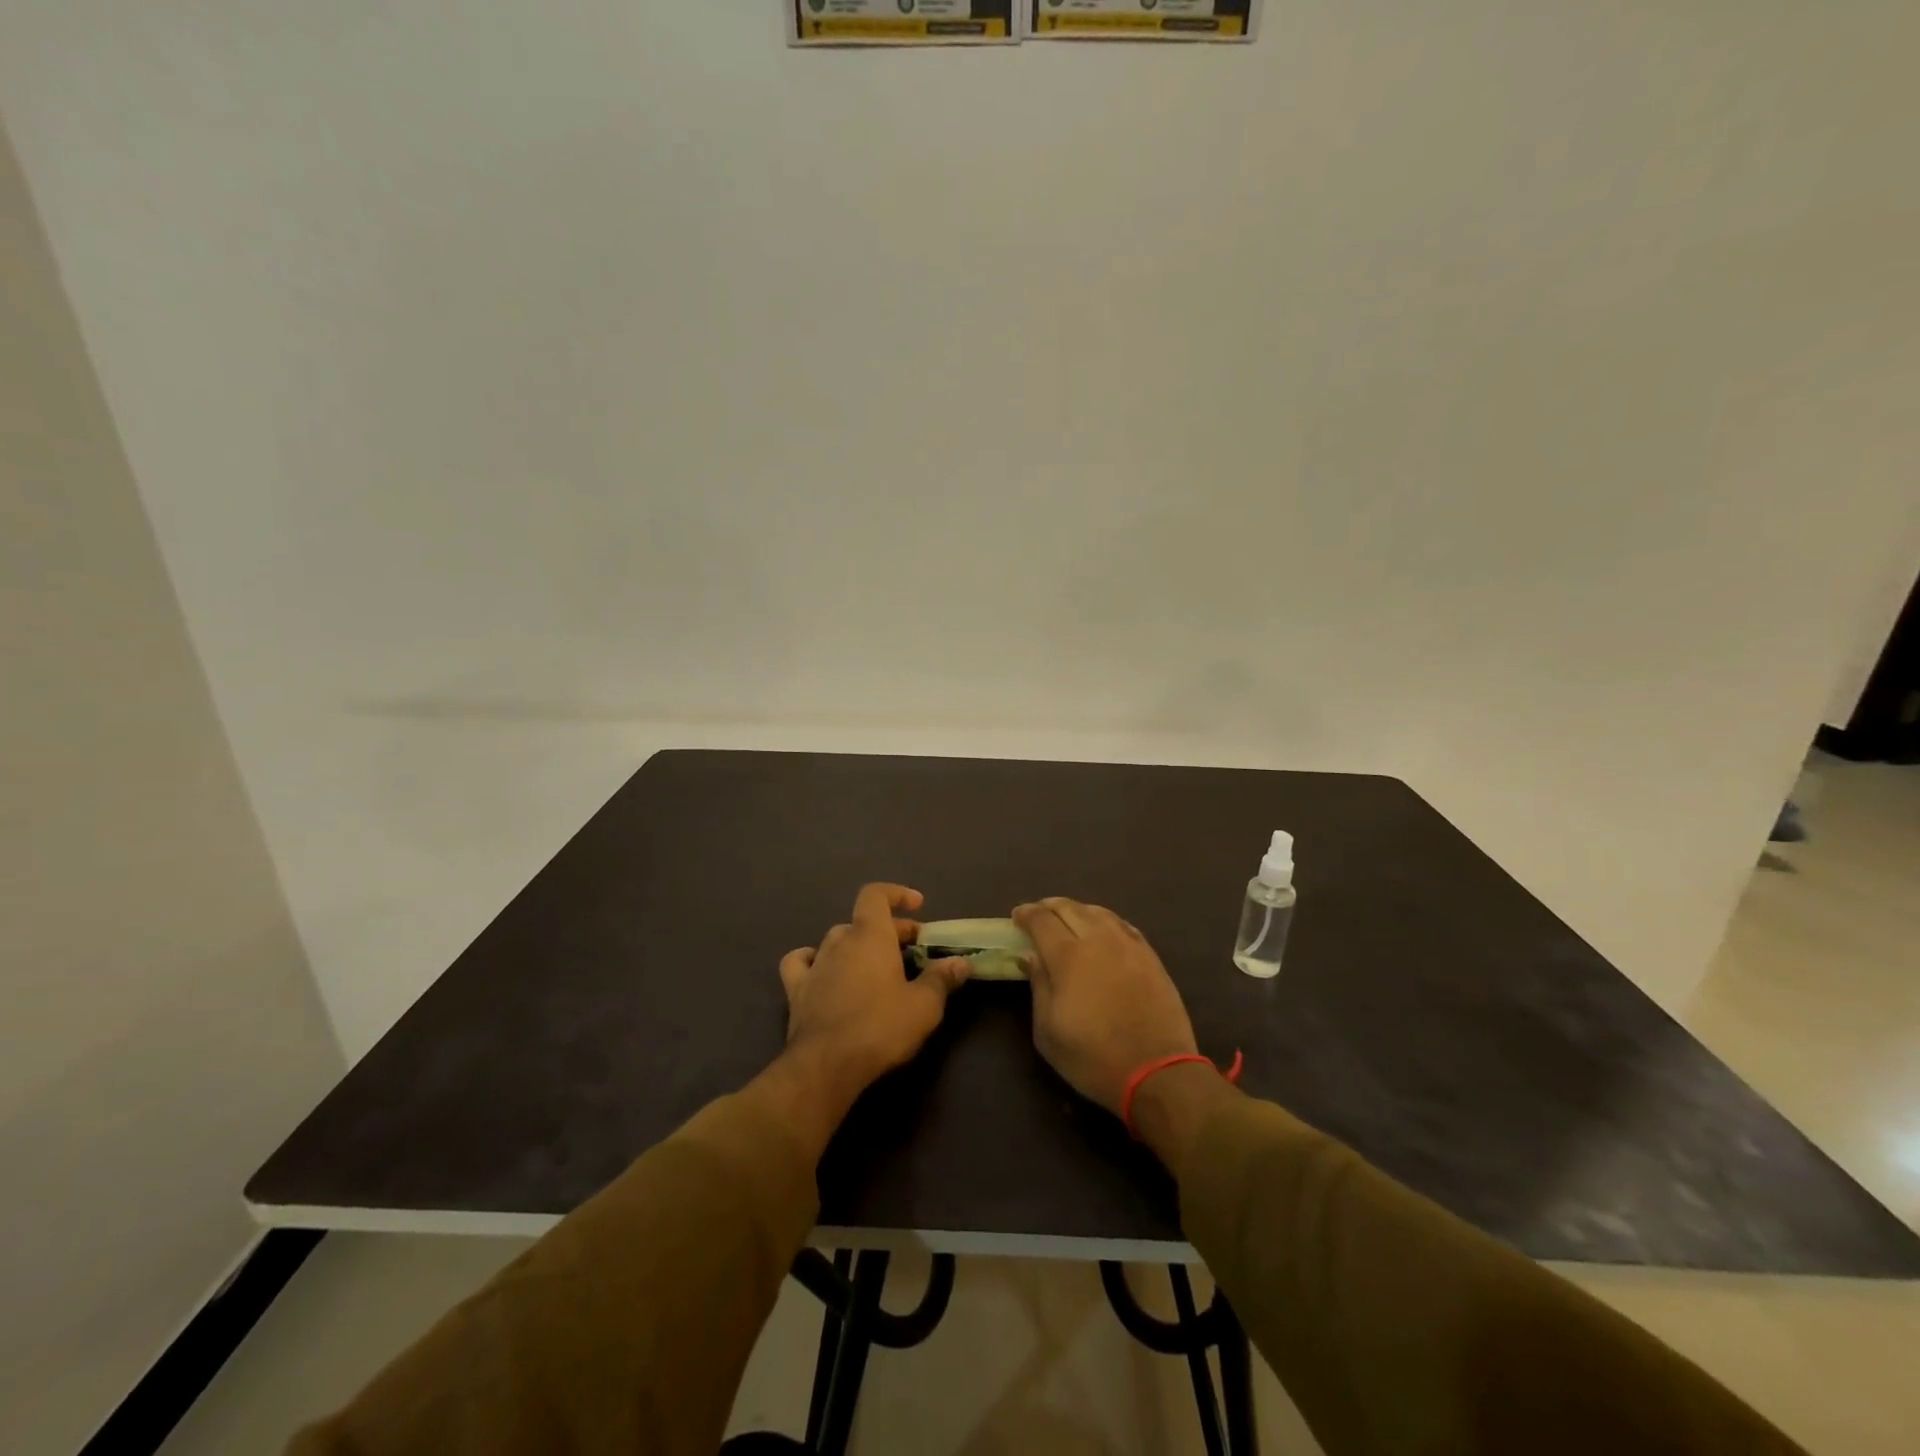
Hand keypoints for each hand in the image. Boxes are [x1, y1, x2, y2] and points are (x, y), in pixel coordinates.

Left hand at [778, 883, 971, 1112]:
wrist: (826, 1066)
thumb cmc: (880, 1028)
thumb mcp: (924, 1006)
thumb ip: (942, 979)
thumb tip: (961, 963)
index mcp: (870, 936)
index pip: (876, 895)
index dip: (896, 894)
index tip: (918, 906)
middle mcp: (840, 941)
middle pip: (864, 922)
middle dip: (890, 930)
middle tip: (913, 952)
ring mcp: (815, 964)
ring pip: (836, 940)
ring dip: (857, 945)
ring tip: (876, 965)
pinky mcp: (796, 990)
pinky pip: (801, 962)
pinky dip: (813, 960)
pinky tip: (823, 972)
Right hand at [1013, 898, 1198, 1116]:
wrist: (1157, 1072)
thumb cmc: (1093, 1056)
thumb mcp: (1048, 1031)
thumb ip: (1038, 985)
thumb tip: (1029, 955)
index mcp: (1068, 956)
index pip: (1041, 920)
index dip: (1026, 914)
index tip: (1017, 916)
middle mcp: (1098, 939)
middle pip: (1069, 908)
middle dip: (1049, 907)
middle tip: (1038, 915)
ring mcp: (1128, 944)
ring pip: (1098, 912)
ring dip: (1077, 910)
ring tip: (1068, 919)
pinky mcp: (1150, 955)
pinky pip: (1122, 925)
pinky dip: (1104, 920)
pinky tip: (1102, 930)